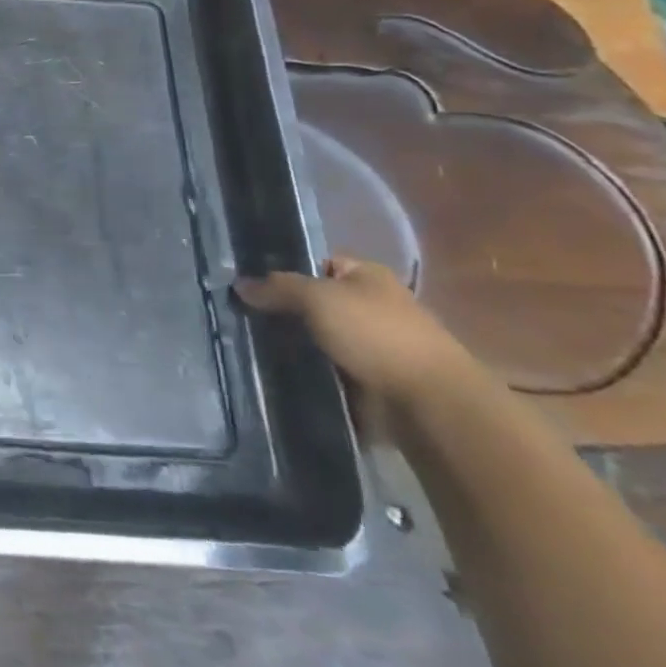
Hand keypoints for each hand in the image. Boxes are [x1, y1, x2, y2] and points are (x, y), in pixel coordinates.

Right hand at [234, 257, 476, 409]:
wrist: (428, 403)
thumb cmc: (376, 335)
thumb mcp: (319, 298)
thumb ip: (277, 288)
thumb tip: (240, 284)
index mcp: (366, 276)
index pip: (315, 263)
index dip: (282, 269)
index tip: (246, 282)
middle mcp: (368, 305)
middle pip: (311, 301)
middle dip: (279, 310)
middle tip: (237, 314)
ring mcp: (367, 344)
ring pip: (313, 337)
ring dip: (288, 343)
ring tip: (244, 343)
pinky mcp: (363, 378)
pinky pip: (321, 367)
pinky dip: (301, 370)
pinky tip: (269, 369)